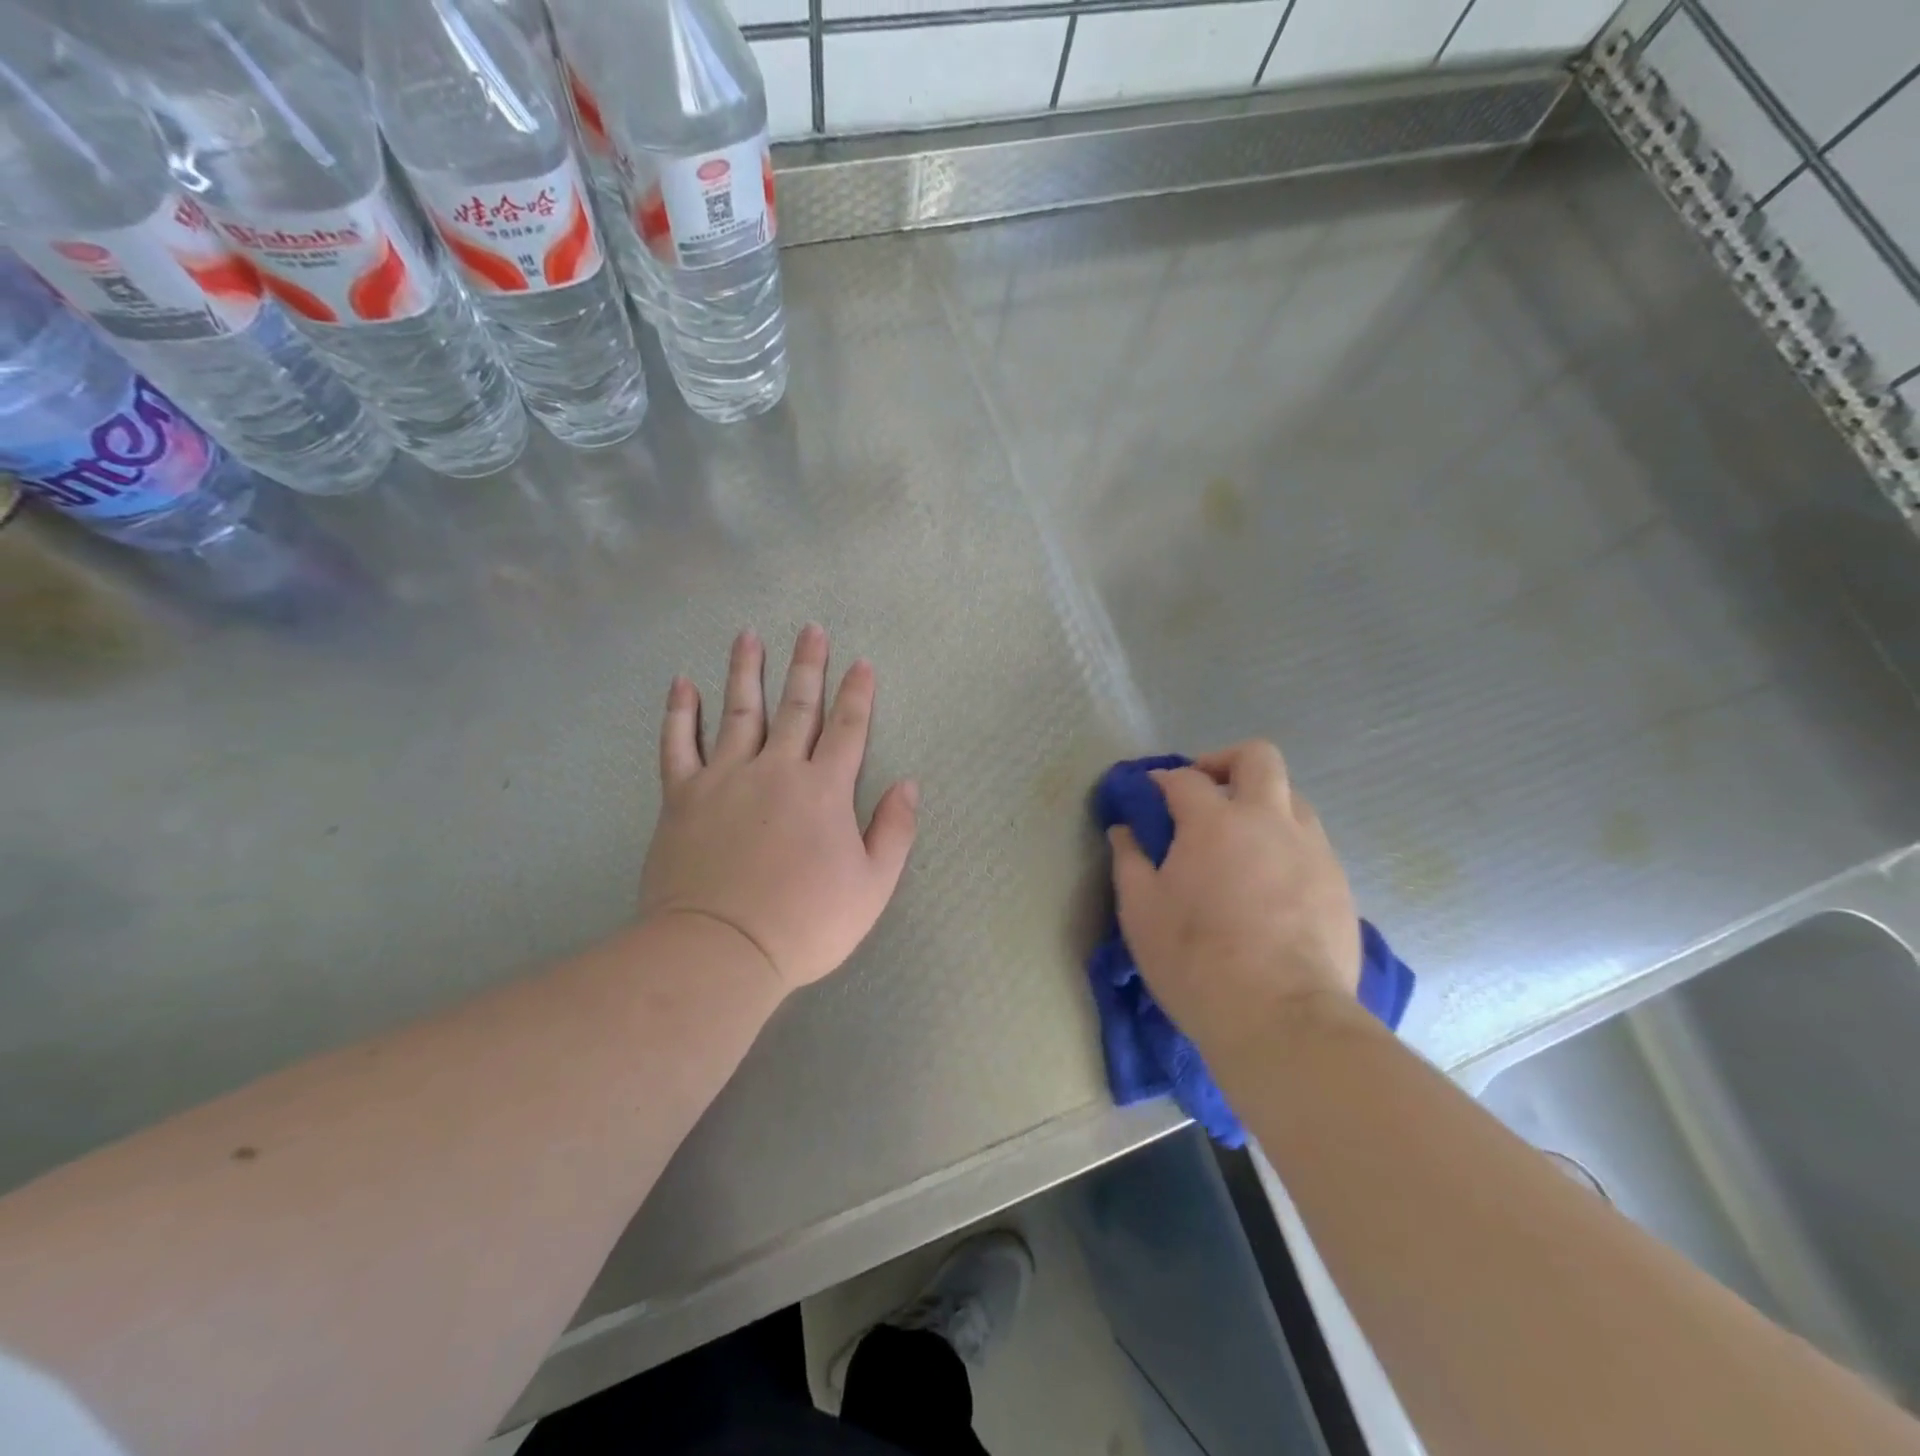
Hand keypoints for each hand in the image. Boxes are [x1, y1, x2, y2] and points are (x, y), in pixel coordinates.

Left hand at [640, 625, 919, 995]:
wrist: (722, 949)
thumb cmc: (806, 923)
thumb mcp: (872, 886)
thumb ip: (894, 830)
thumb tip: (908, 784)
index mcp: (824, 790)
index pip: (847, 728)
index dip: (857, 694)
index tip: (861, 662)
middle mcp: (776, 769)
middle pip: (795, 706)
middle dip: (807, 666)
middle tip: (810, 628)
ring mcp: (725, 778)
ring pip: (738, 711)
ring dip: (745, 671)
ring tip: (748, 636)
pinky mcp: (682, 796)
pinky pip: (678, 744)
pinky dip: (680, 712)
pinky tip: (682, 684)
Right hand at [1108, 741, 1359, 1044]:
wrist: (1283, 1019)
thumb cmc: (1196, 961)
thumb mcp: (1140, 912)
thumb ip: (1129, 861)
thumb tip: (1124, 830)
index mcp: (1214, 822)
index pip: (1184, 778)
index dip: (1161, 781)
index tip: (1148, 796)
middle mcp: (1269, 821)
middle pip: (1257, 758)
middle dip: (1225, 762)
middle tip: (1205, 794)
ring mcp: (1312, 849)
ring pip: (1292, 798)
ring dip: (1261, 805)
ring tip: (1240, 844)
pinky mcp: (1340, 883)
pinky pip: (1311, 843)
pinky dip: (1285, 845)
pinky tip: (1269, 886)